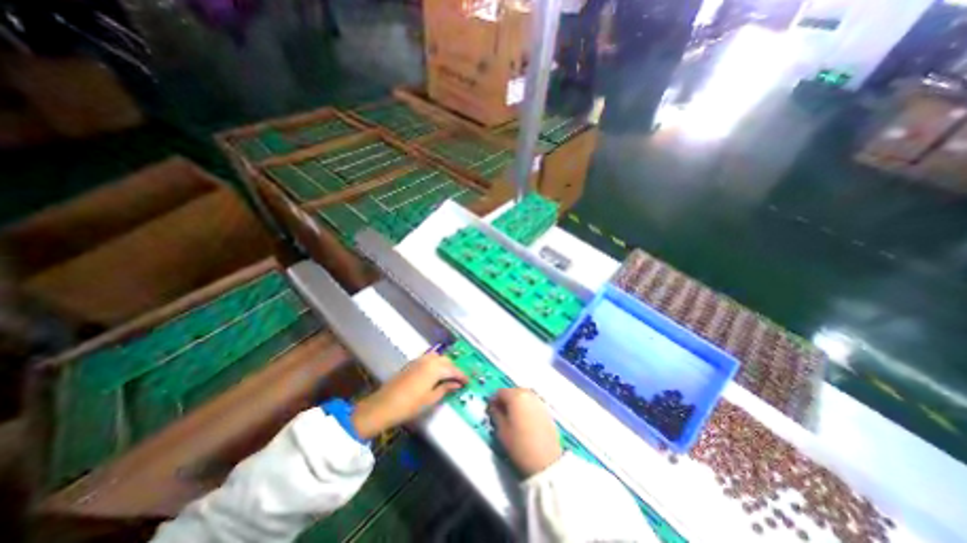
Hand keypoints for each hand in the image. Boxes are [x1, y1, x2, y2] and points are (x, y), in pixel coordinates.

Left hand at [353, 354, 467, 438]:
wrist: (384, 405)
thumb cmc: (409, 405)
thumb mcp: (431, 399)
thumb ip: (445, 389)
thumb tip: (457, 384)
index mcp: (435, 368)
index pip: (453, 370)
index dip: (462, 376)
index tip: (468, 382)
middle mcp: (429, 360)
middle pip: (446, 361)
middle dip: (454, 369)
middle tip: (459, 380)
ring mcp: (419, 360)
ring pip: (438, 358)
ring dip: (445, 365)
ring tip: (449, 377)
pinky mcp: (412, 363)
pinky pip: (429, 359)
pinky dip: (436, 364)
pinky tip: (436, 373)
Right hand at [488, 390, 563, 475]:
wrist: (547, 462)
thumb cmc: (520, 445)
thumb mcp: (502, 431)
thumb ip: (496, 415)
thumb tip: (493, 407)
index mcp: (516, 396)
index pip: (500, 392)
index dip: (493, 400)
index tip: (491, 410)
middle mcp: (528, 394)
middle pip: (513, 391)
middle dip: (505, 400)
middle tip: (501, 413)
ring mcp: (538, 401)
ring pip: (523, 396)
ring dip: (516, 403)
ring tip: (512, 417)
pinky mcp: (546, 410)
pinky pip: (532, 403)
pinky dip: (525, 407)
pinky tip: (523, 420)